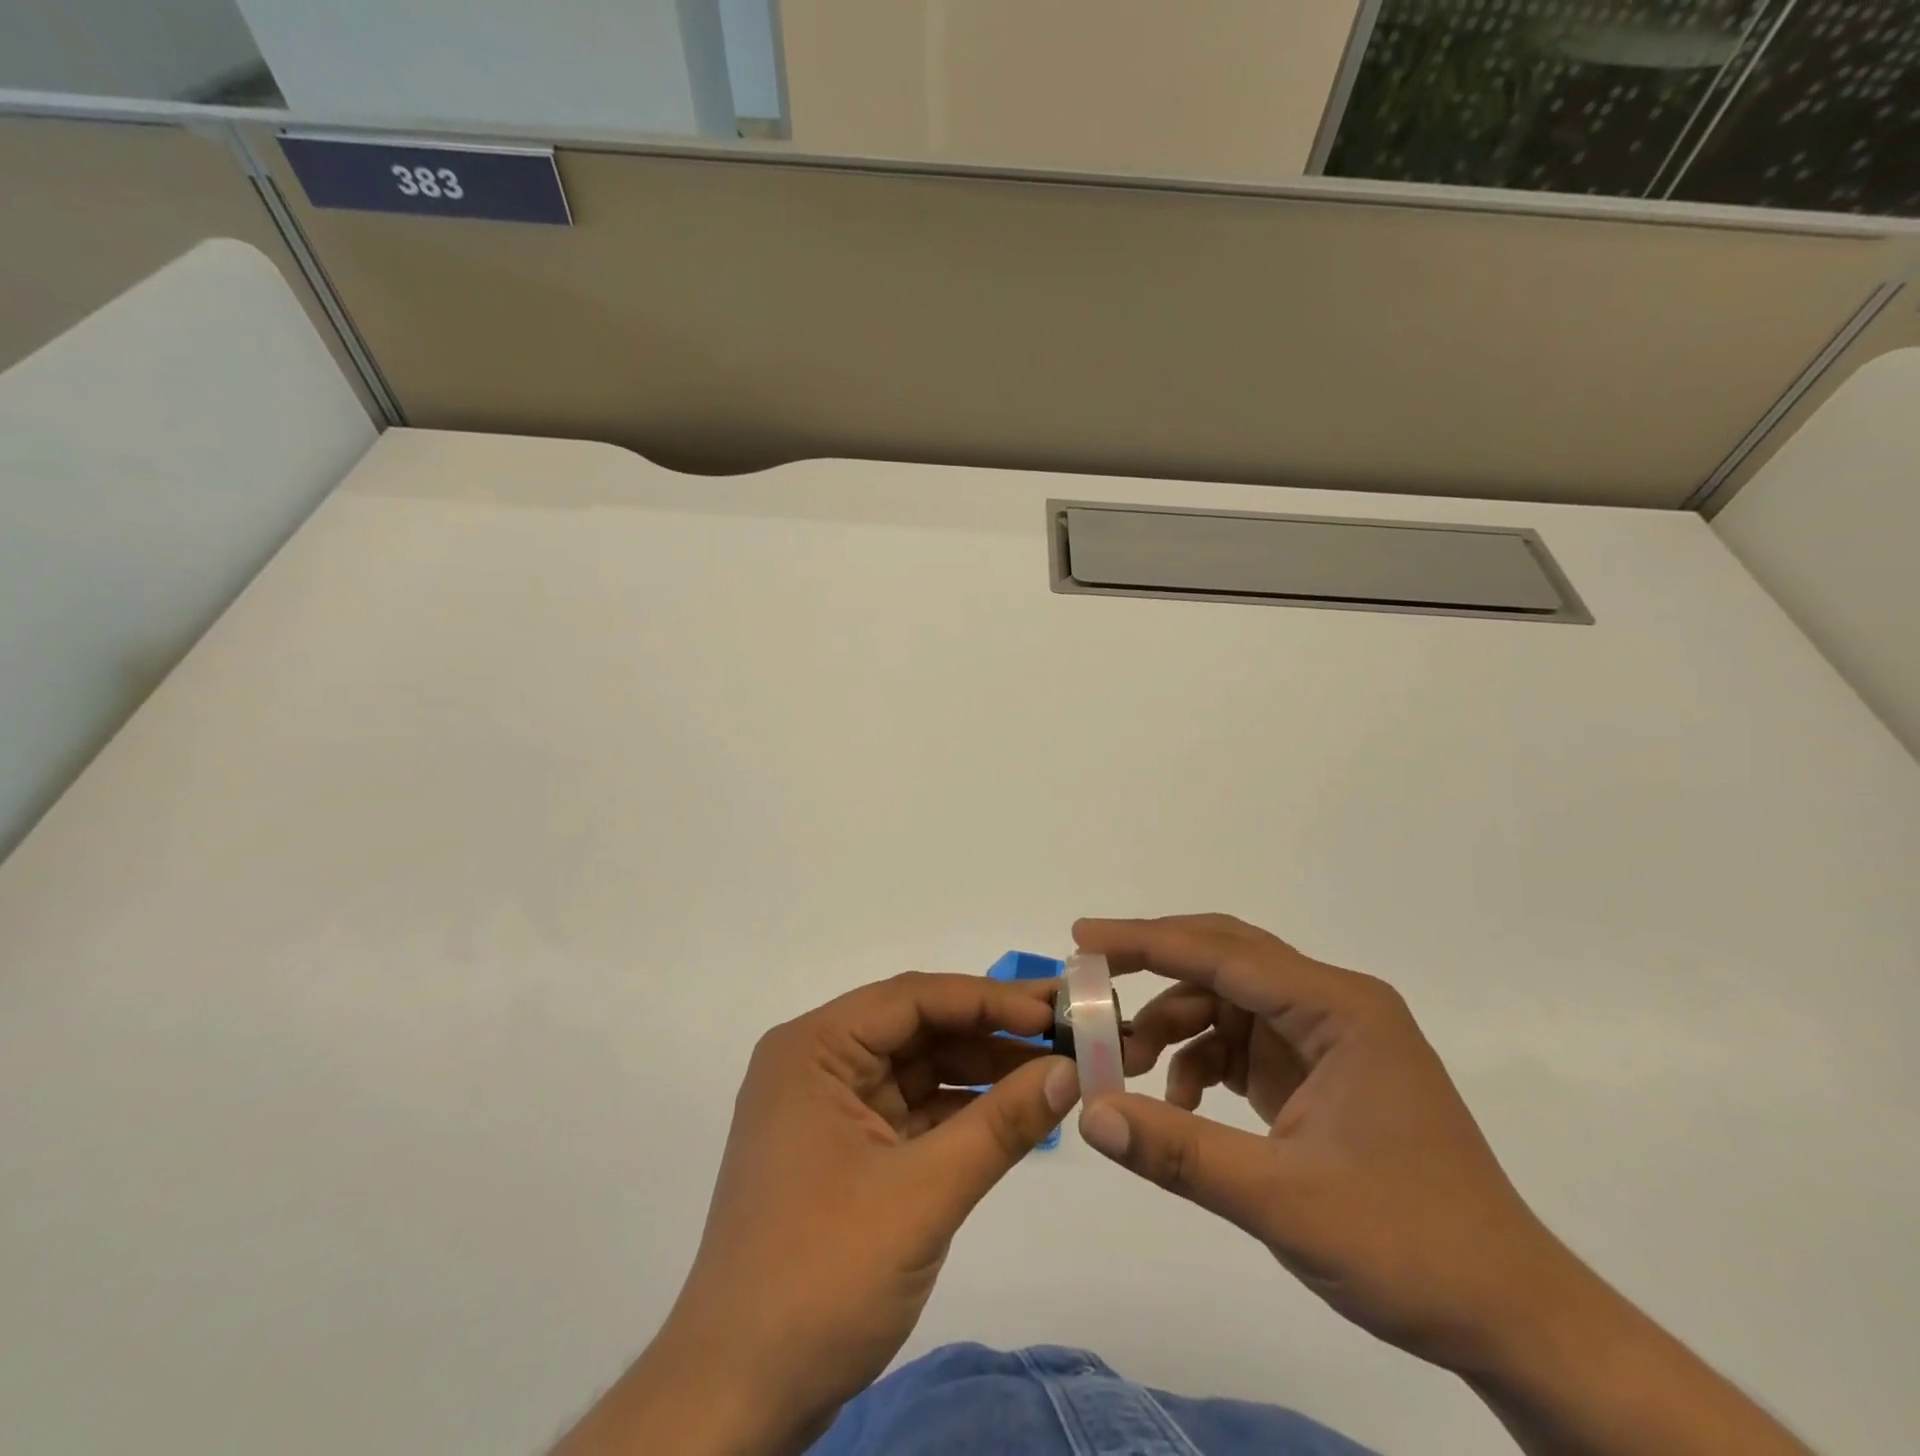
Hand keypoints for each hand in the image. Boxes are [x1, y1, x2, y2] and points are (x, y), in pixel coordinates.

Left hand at [557, 972, 1079, 1454]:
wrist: (738, 1398)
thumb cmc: (821, 1276)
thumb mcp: (922, 1194)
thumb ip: (1000, 1125)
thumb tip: (1070, 1071)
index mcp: (814, 1049)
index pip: (912, 999)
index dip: (988, 998)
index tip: (1054, 1008)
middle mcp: (817, 1063)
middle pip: (917, 1028)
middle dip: (990, 1031)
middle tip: (1066, 1031)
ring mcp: (829, 1109)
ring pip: (918, 1069)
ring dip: (981, 1072)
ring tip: (1054, 1069)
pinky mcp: (845, 1151)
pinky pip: (912, 1111)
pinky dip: (961, 1112)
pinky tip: (1015, 1113)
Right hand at [1080, 915, 1813, 1455]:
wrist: (1513, 1319)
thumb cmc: (1410, 1247)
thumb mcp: (1284, 1201)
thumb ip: (1180, 1153)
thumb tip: (1090, 1113)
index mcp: (1339, 1008)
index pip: (1223, 953)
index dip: (1146, 941)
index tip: (1082, 937)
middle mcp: (1333, 1005)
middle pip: (1224, 959)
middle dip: (1153, 968)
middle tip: (1089, 981)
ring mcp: (1327, 1038)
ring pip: (1226, 1002)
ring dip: (1172, 1025)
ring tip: (1127, 1068)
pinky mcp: (1319, 1072)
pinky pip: (1242, 1042)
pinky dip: (1200, 1060)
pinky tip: (1179, 1103)